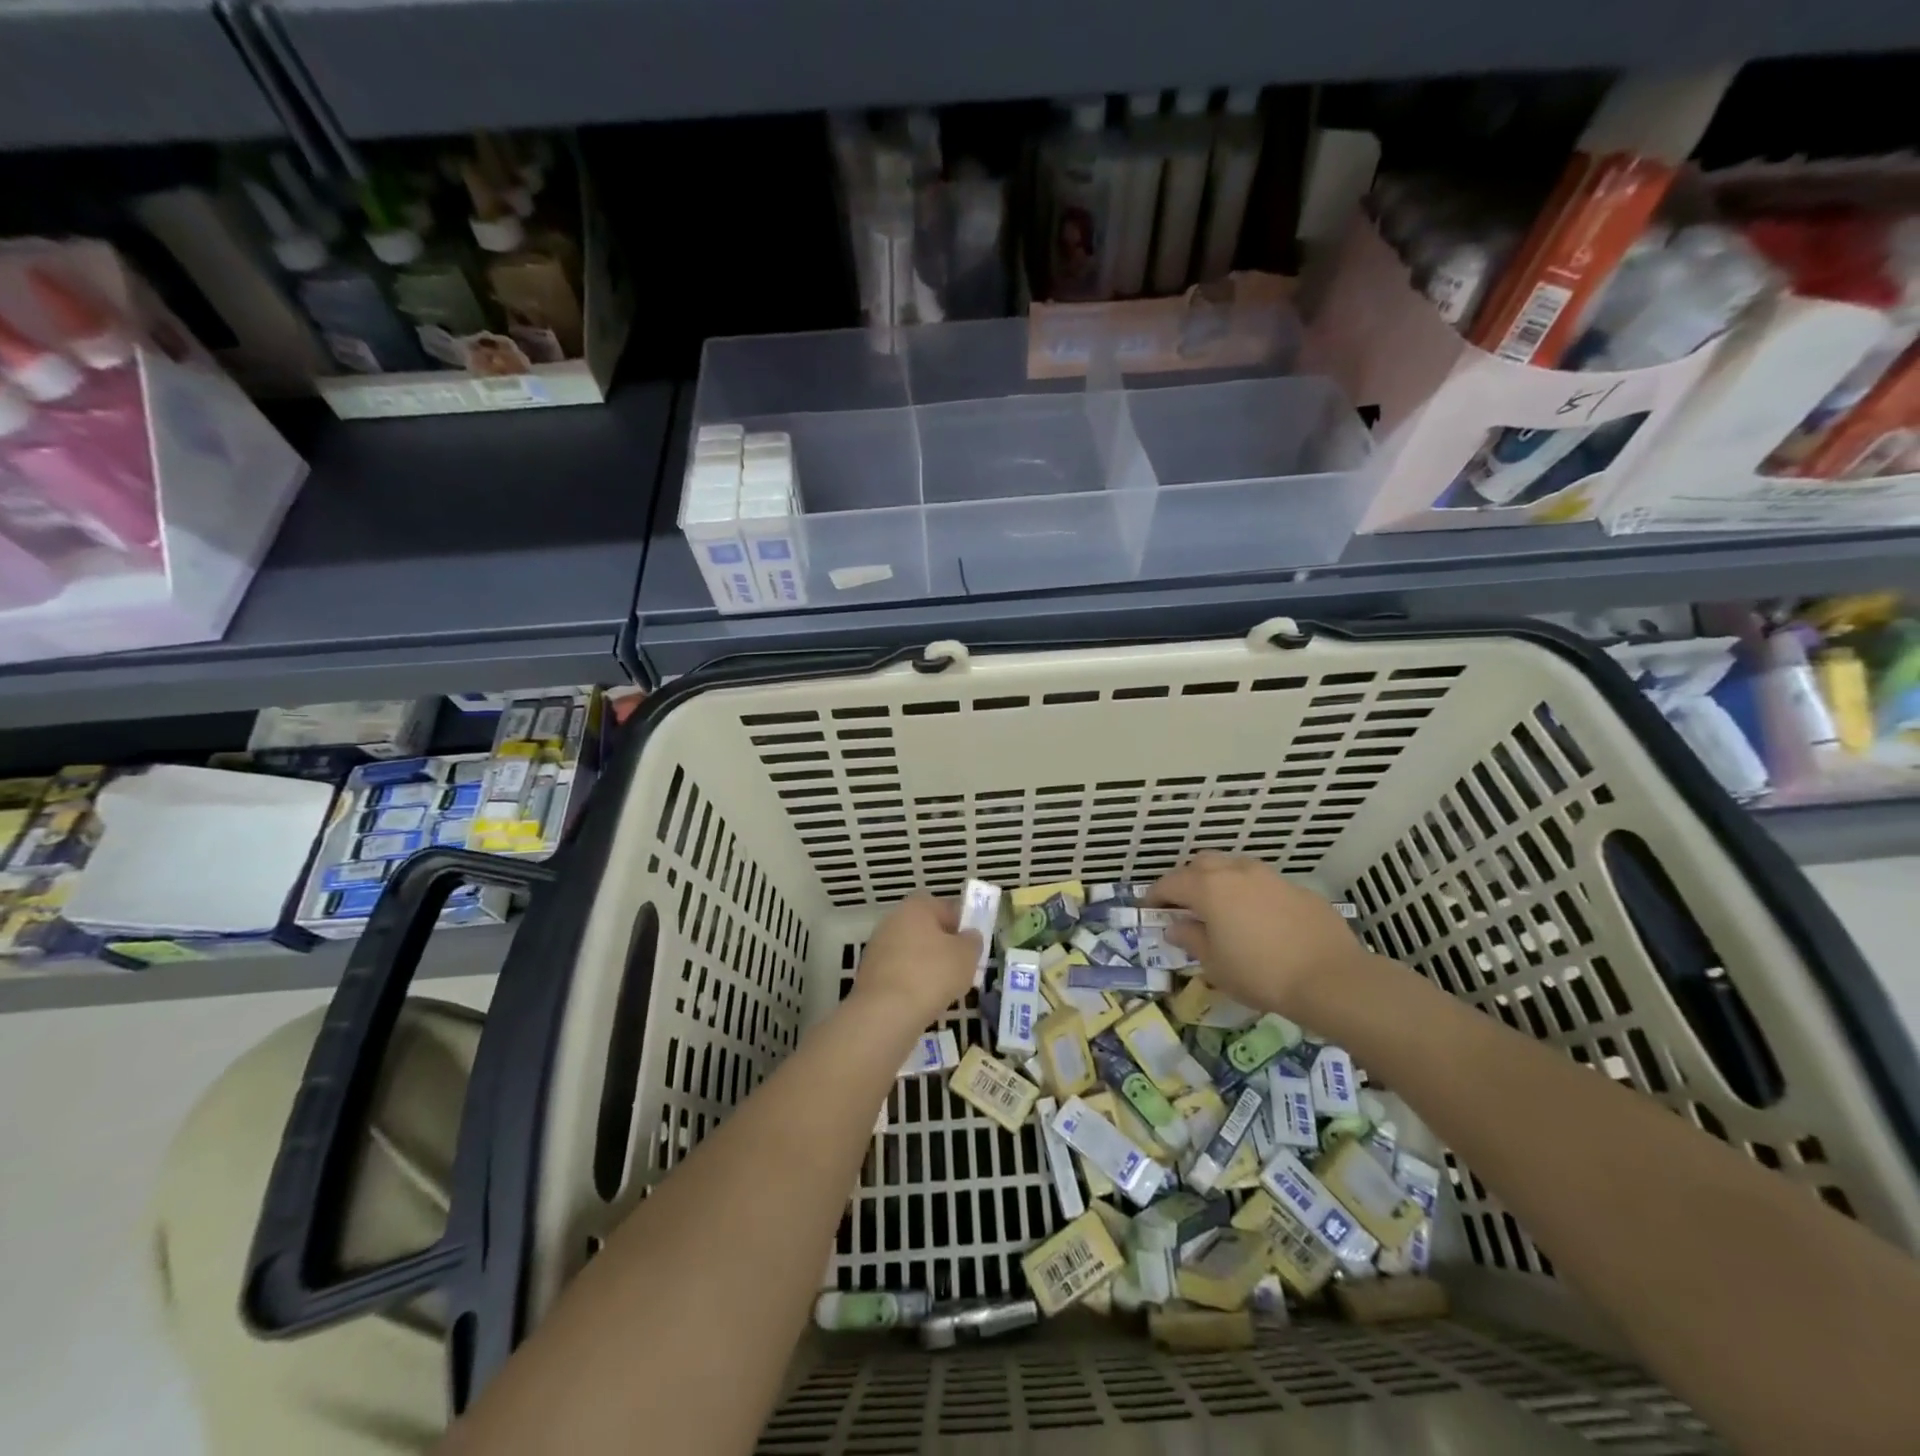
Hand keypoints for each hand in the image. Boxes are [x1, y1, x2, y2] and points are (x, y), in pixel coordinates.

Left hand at [852, 896, 981, 1027]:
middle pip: (926, 930)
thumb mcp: (967, 955)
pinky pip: (899, 973)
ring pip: (912, 953)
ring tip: (944, 989)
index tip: (971, 945)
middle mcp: (892, 920)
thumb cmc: (932, 974)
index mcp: (916, 907)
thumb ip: (972, 941)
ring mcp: (877, 947)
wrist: (885, 1012)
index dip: (961, 924)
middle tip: (960, 968)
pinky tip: (923, 1001)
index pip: (944, 907)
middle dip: (943, 947)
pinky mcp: (869, 974)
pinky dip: (911, 984)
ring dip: (927, 967)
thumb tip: (969, 936)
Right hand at [1148, 854, 1375, 1021]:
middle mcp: (1237, 872)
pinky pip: (1263, 884)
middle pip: (1202, 864)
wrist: (1331, 978)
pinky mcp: (1298, 890)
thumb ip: (1191, 940)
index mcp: (1209, 888)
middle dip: (1187, 880)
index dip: (1156, 896)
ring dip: (1220, 882)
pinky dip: (1250, 895)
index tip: (1149, 910)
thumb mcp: (1215, 964)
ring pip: (1235, 868)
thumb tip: (1176, 927)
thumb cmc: (1260, 973)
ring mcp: (1270, 877)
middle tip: (1184, 906)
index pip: (1171, 883)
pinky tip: (1258, 921)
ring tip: (1220, 909)